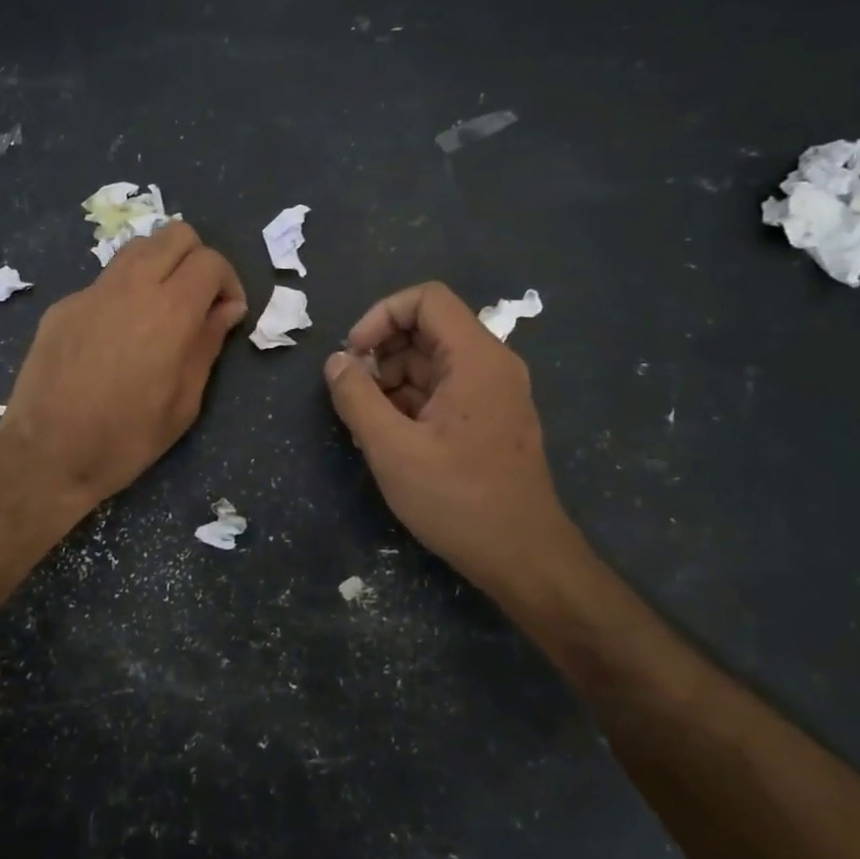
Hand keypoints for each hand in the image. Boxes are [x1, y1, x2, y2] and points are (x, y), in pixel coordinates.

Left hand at [0, 222, 246, 511]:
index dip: (228, 281)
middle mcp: (132, 286)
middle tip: (197, 301)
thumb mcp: (185, 402)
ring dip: (159, 266)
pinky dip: (123, 294)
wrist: (47, 454)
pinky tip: (115, 337)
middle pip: (175, 234)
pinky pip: (104, 282)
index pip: (210, 261)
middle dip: (196, 260)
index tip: (226, 313)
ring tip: (159, 309)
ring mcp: (92, 292)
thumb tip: (226, 309)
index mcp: (170, 311)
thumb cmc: (127, 438)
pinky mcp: (64, 305)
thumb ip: (207, 344)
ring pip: (137, 248)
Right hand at [323, 281, 583, 599]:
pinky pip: (442, 391)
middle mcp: (491, 365)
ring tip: (365, 424)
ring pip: (431, 363)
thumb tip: (336, 361)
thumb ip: (357, 397)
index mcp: (476, 359)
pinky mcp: (488, 420)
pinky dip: (409, 402)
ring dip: (391, 382)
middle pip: (427, 330)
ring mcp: (492, 394)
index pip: (426, 299)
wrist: (523, 559)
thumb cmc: (459, 500)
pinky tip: (388, 438)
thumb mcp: (393, 449)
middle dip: (381, 353)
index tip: (354, 355)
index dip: (381, 315)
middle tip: (353, 395)